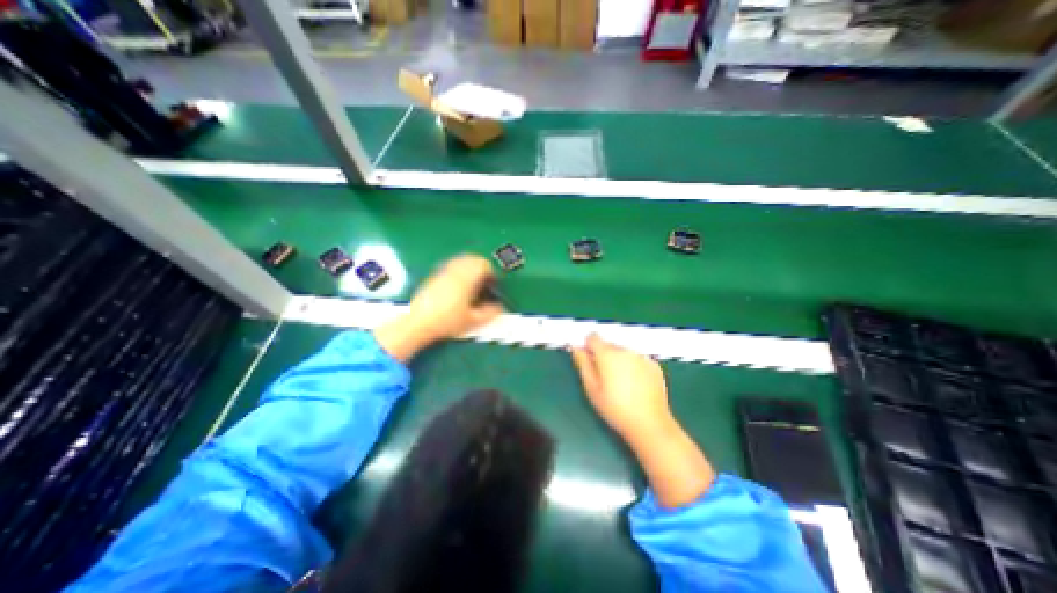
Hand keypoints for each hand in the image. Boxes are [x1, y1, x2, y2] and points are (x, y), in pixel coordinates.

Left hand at [370, 256, 503, 361]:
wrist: (418, 323)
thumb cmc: (447, 321)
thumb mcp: (472, 321)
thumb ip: (490, 313)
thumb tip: (500, 307)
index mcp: (466, 279)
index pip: (483, 265)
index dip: (492, 273)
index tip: (494, 284)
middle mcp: (455, 271)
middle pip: (473, 258)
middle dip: (482, 267)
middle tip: (486, 281)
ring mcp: (443, 272)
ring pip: (462, 260)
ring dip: (471, 267)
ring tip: (473, 282)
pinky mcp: (434, 276)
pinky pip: (452, 265)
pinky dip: (460, 270)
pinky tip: (459, 285)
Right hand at [565, 336, 712, 506]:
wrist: (649, 424)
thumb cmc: (615, 408)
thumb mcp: (592, 388)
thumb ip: (583, 364)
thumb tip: (576, 347)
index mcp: (608, 354)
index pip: (593, 337)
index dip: (588, 346)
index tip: (588, 360)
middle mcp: (625, 350)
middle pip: (609, 344)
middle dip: (603, 355)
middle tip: (604, 377)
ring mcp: (642, 356)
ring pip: (623, 351)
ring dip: (619, 360)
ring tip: (620, 383)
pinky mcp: (654, 365)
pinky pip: (637, 359)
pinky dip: (633, 365)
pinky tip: (635, 384)